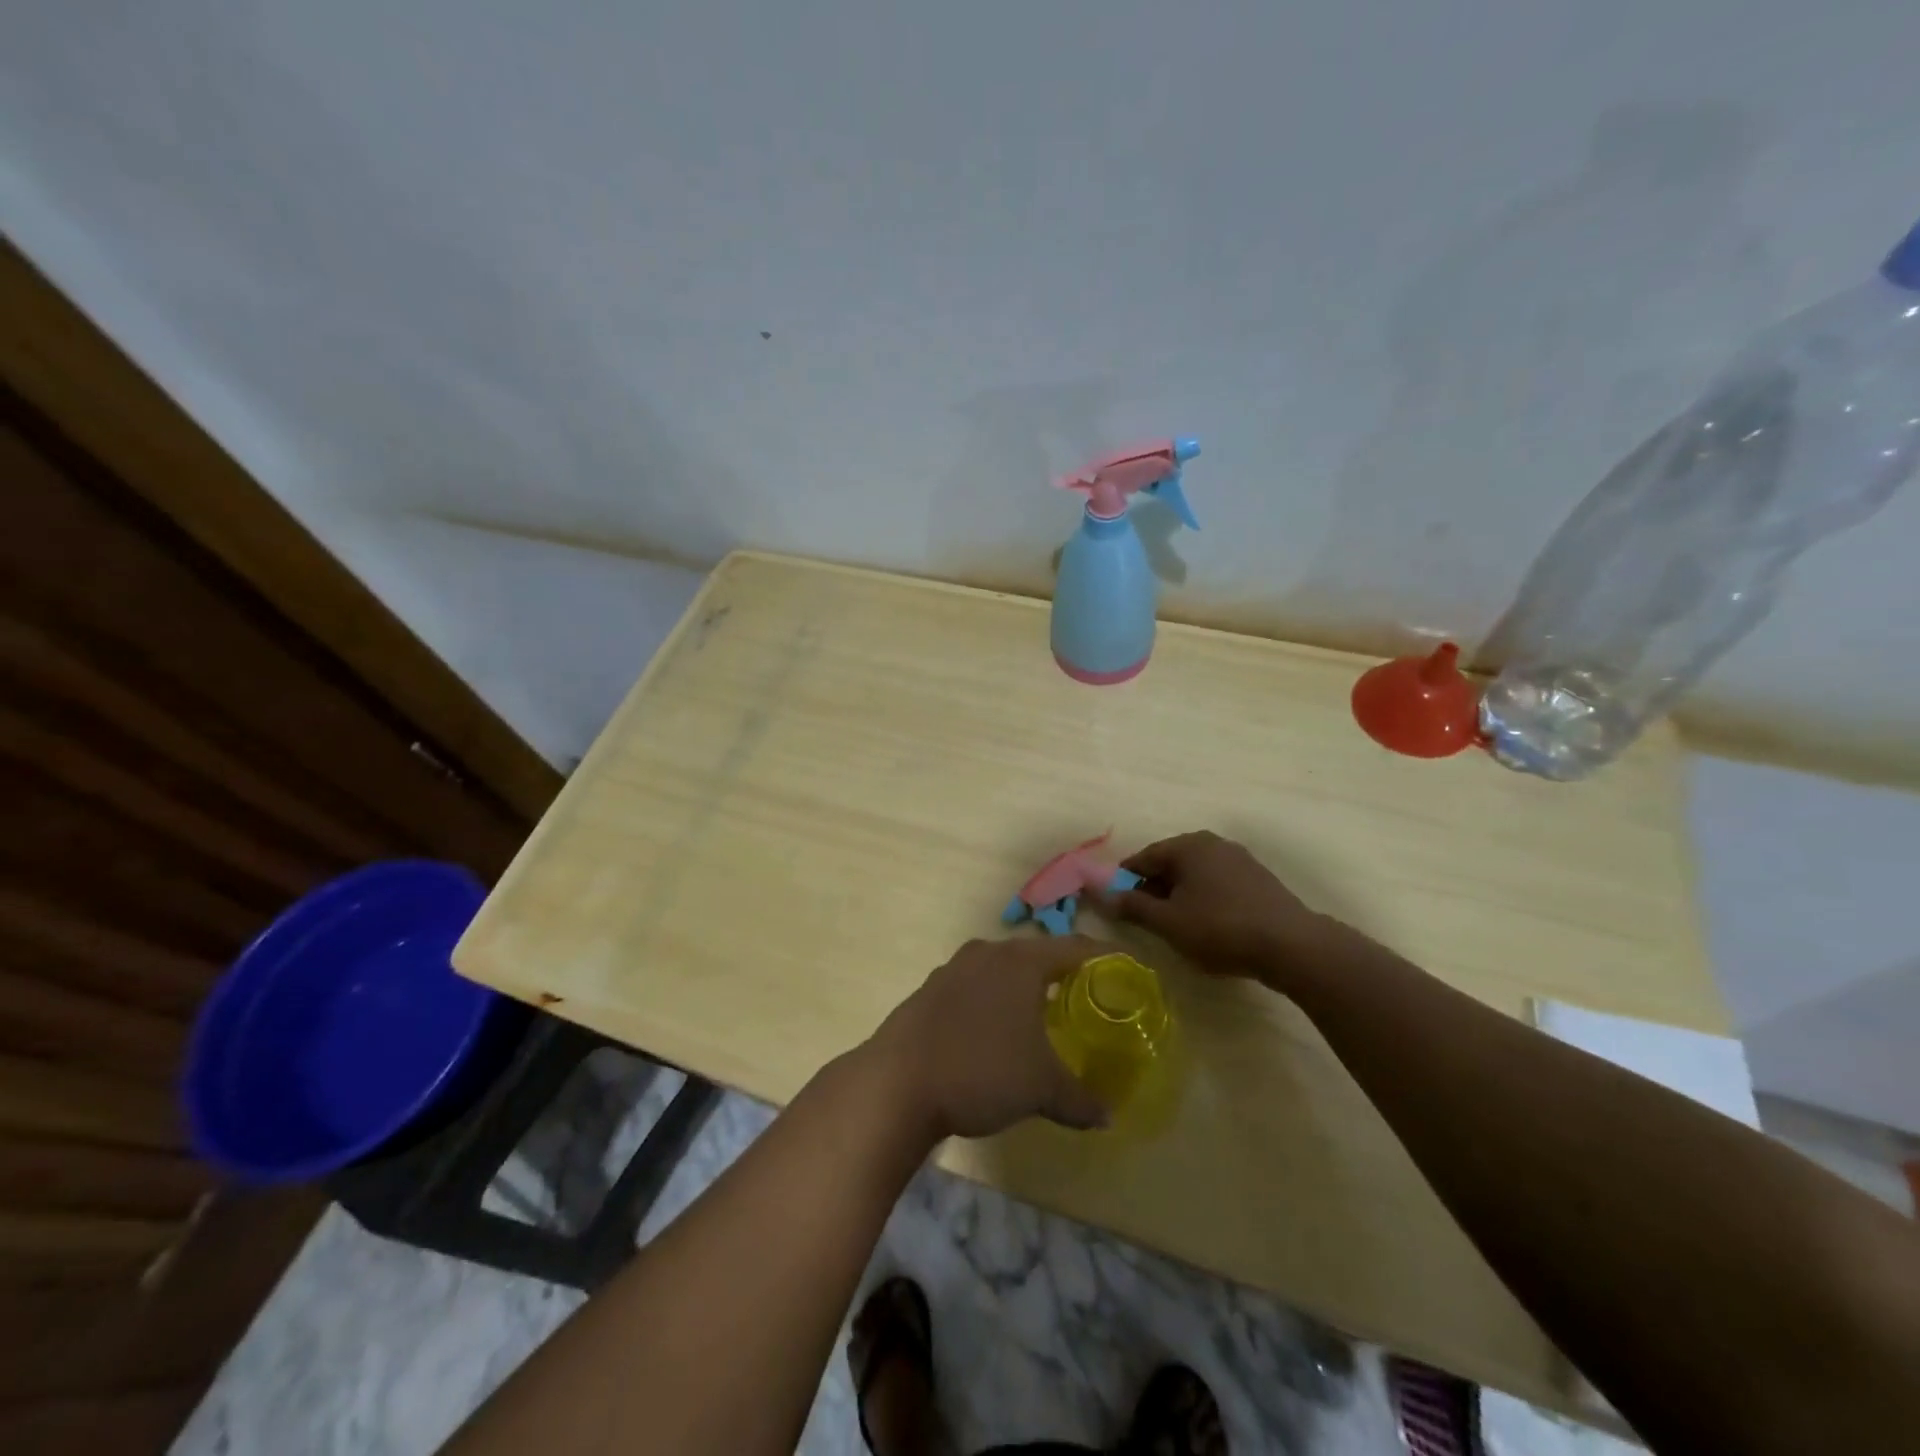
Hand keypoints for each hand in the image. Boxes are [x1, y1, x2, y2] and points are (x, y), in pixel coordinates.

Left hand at [869, 936, 1110, 1139]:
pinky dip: (994, 1001)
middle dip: (1063, 974)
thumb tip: (1108, 1117)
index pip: (1075, 947)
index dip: (1104, 957)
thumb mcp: (1041, 1089)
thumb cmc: (981, 1071)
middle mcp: (988, 953)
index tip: (1126, 969)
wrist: (896, 1083)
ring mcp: (953, 969)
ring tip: (1044, 1016)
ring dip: (1025, 988)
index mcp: (1021, 961)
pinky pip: (975, 986)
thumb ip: (1080, 1100)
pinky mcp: (930, 990)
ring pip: (1002, 969)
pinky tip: (996, 1032)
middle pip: (1037, 954)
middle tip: (1087, 998)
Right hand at [1106, 830, 1336, 986]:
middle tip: (1145, 919)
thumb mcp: (1169, 922)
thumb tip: (1103, 895)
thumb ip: (1133, 906)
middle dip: (1153, 888)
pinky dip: (1204, 899)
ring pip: (1195, 874)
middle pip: (1170, 863)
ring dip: (1179, 895)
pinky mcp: (1258, 879)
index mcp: (1188, 846)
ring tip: (1175, 926)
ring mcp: (1239, 859)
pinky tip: (1207, 925)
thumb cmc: (1220, 928)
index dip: (1125, 880)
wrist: (1291, 946)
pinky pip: (1218, 884)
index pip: (1144, 857)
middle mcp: (1212, 843)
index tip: (1116, 904)